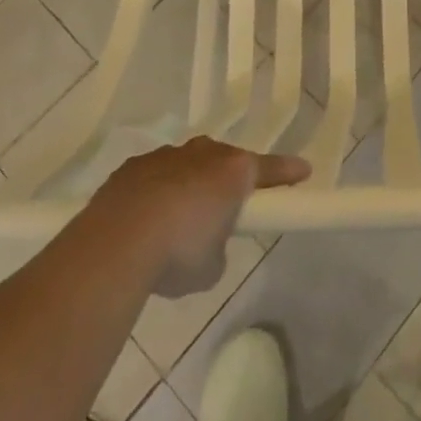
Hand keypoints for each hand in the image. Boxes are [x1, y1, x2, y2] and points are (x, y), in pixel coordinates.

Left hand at [94, 138, 309, 296]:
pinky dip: (157, 193)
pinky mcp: (133, 166)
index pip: (270, 169)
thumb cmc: (178, 253)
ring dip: (189, 186)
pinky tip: (144, 222)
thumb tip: (206, 243)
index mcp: (233, 171)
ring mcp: (166, 155)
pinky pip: (155, 176)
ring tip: (177, 223)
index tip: (303, 172)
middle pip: (225, 162)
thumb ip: (218, 247)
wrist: (117, 243)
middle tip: (226, 209)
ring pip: (188, 166)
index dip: (287, 173)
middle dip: (227, 181)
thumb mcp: (212, 266)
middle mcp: (203, 153)